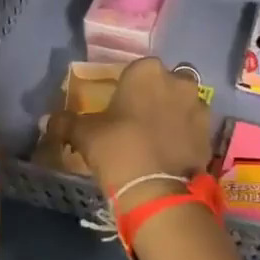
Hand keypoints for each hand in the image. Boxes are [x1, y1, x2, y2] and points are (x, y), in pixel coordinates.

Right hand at [47, 57, 212, 205]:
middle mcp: (178, 81)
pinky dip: (184, 137)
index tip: (118, 107)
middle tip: (137, 122)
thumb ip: (66, 122)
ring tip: (156, 140)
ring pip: (183, 105)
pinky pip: (193, 129)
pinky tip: (170, 154)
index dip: (127, 88)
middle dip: (154, 98)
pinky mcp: (210, 134)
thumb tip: (48, 120)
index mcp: (146, 71)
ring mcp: (199, 107)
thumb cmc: (117, 148)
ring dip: (173, 115)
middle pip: (164, 84)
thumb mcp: (84, 134)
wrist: (156, 189)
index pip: (135, 70)